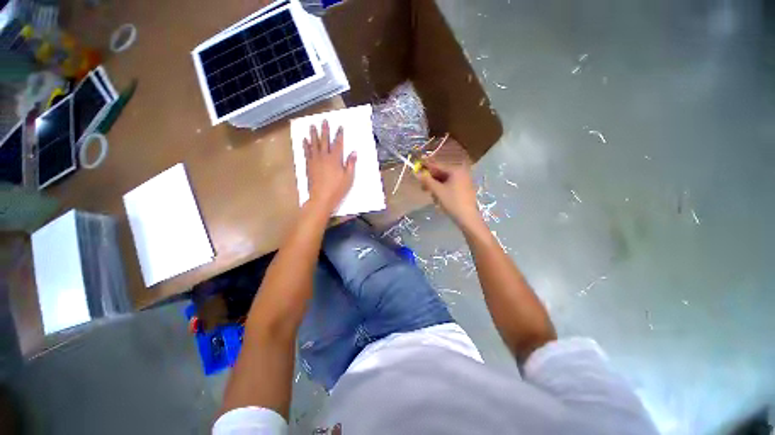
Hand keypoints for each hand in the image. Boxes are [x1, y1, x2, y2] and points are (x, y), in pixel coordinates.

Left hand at [304, 120, 356, 212]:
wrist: (321, 198)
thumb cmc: (337, 189)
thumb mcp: (348, 178)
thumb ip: (351, 164)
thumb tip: (354, 152)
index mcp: (335, 159)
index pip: (338, 144)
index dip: (339, 135)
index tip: (340, 127)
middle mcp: (324, 156)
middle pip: (325, 140)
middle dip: (325, 130)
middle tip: (324, 121)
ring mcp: (315, 160)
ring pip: (314, 144)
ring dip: (313, 134)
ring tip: (312, 126)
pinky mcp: (309, 165)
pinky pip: (307, 152)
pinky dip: (306, 145)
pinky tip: (305, 140)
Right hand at [417, 158, 482, 229]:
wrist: (467, 217)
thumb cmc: (452, 202)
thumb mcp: (437, 191)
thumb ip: (427, 181)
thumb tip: (417, 173)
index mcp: (455, 170)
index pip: (437, 166)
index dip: (426, 167)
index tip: (417, 167)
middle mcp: (461, 173)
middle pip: (441, 173)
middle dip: (431, 179)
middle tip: (422, 186)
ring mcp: (464, 181)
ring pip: (445, 180)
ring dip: (436, 186)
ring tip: (431, 194)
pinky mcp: (464, 189)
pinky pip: (450, 185)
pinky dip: (443, 189)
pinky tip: (438, 197)